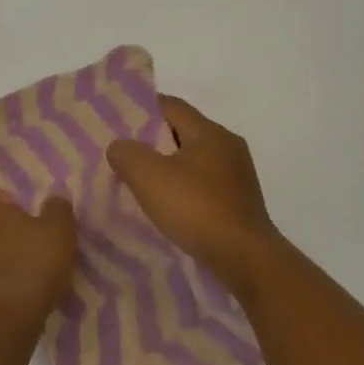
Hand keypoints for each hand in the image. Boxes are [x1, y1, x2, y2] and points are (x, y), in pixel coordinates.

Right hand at [107, 96, 285, 296]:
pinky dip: (185, 188)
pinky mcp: (241, 200)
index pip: (171, 106)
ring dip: (170, 167)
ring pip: (195, 159)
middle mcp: (228, 145)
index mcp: (209, 132)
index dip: (143, 110)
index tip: (118, 123)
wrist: (245, 258)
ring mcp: (238, 174)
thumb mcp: (149, 177)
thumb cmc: (196, 208)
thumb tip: (119, 146)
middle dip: (154, 141)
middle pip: (184, 132)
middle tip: (126, 155)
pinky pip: (205, 183)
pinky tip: (171, 206)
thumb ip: (127, 154)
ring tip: (143, 183)